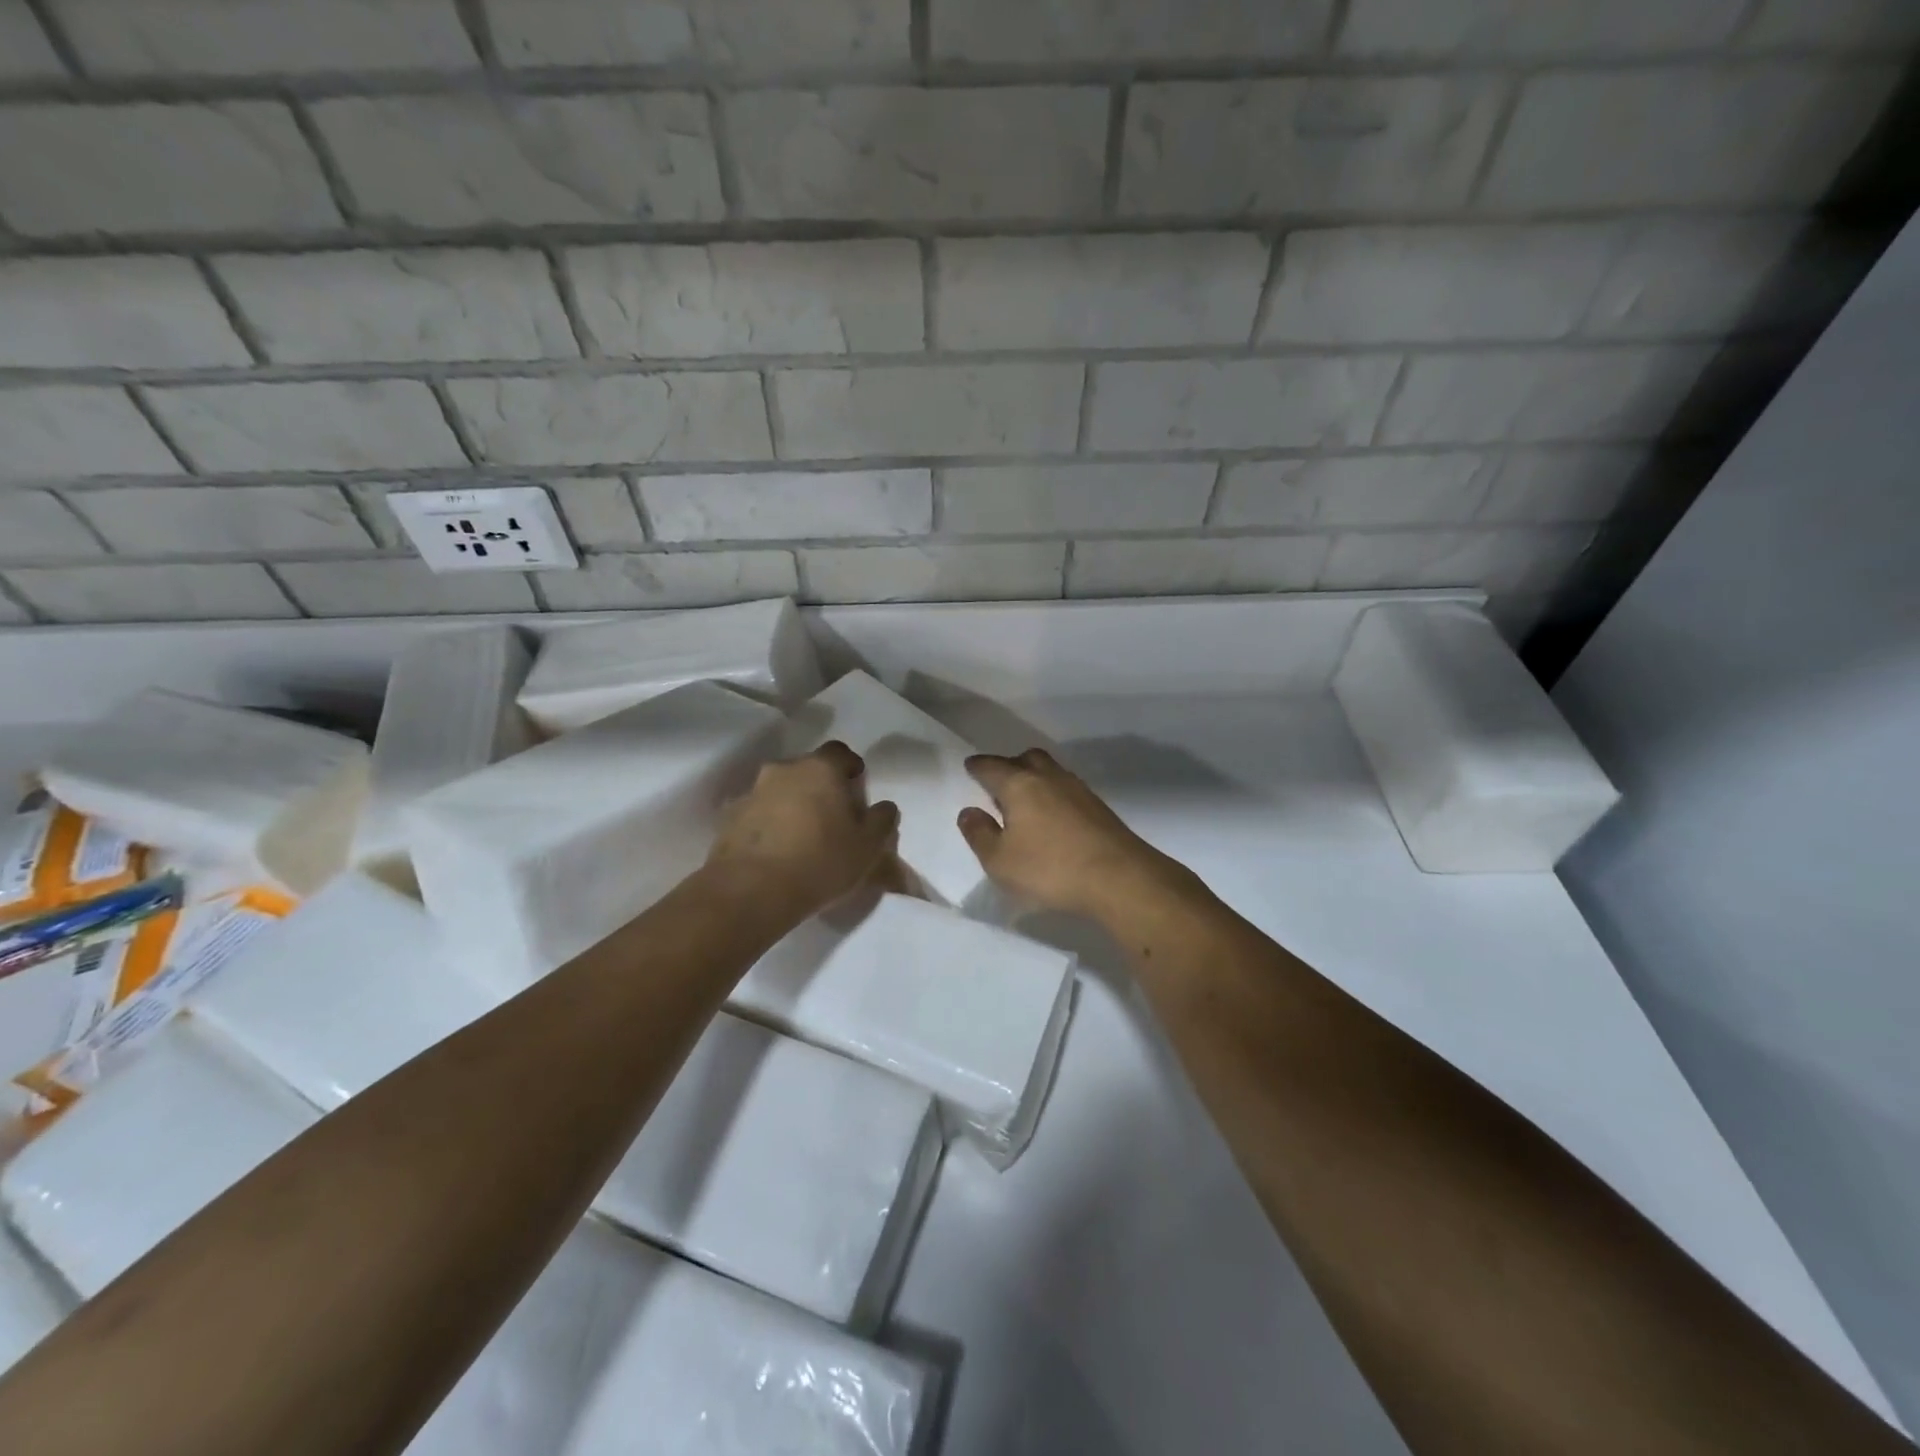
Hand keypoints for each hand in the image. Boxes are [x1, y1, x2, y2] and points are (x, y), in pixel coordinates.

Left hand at [708, 742, 899, 918]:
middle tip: (833, 816)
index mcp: (820, 769)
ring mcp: (752, 792)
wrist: (750, 891)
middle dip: (821, 787)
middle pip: (807, 770)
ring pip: (780, 791)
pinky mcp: (729, 819)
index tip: (857, 788)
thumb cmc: (820, 861)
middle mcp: (783, 770)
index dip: (851, 767)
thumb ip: (882, 821)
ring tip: (803, 838)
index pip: (840, 752)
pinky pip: (758, 814)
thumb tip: (884, 807)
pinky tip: (777, 853)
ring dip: (792, 805)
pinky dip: (769, 825)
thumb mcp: (868, 847)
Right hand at [958, 748, 1184, 923]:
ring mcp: (1077, 789)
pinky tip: (1052, 816)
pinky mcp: (1098, 807)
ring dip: (1034, 778)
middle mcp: (1049, 777)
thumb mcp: (1000, 861)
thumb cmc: (1050, 868)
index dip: (978, 766)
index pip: (991, 766)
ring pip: (1050, 771)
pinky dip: (1053, 794)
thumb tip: (968, 812)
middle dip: (1009, 765)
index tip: (970, 767)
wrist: (1119, 877)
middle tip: (999, 782)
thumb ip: (979, 834)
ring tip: (1025, 800)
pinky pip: (1066, 789)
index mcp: (1019, 785)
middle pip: (1026, 759)